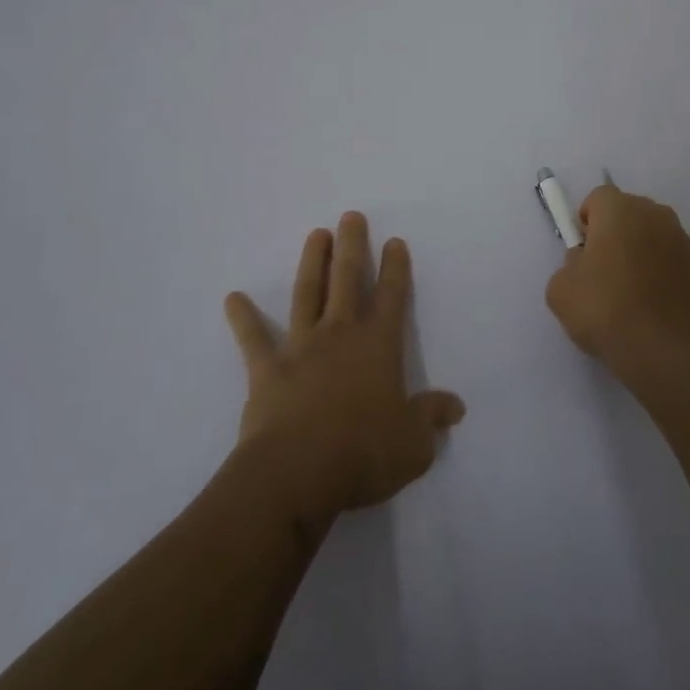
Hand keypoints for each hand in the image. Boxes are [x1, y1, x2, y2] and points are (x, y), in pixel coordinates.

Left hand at [224, 211, 464, 527]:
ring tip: (316, 234)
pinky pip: (253, 338)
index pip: (392, 297)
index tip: (395, 241)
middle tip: (350, 216)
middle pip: (348, 280)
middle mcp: (340, 335)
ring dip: (313, 262)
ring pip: (307, 293)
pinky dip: (242, 318)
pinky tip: (233, 298)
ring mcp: (301, 347)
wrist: (297, 473)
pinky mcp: (267, 369)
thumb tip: (456, 406)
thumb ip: (432, 418)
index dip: (396, 268)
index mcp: (378, 346)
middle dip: (352, 245)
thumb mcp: (413, 443)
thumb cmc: (363, 454)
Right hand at [544, 186, 689, 383]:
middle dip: (616, 233)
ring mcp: (685, 242)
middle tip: (604, 272)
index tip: (583, 252)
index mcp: (620, 210)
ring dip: (643, 252)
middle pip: (630, 212)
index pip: (598, 198)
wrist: (665, 353)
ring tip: (633, 293)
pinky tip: (655, 306)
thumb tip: (586, 262)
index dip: (587, 222)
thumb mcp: (560, 288)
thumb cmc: (605, 311)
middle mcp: (656, 215)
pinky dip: (665, 274)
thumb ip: (571, 263)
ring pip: (655, 236)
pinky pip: (675, 261)